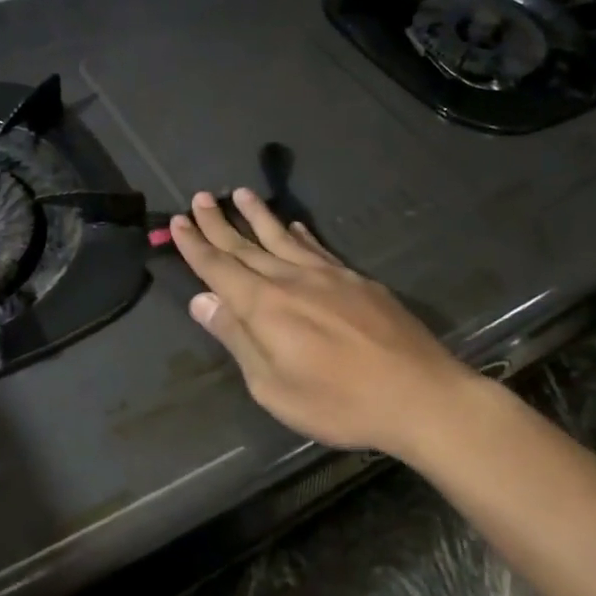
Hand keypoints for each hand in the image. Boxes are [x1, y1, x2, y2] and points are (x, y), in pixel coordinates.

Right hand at [169, 188, 487, 459]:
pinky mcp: (356, 280)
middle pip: (246, 246)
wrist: (418, 394)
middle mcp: (291, 279)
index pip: (219, 267)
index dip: (195, 245)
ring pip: (282, 237)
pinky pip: (317, 247)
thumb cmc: (338, 402)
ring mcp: (327, 275)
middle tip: (198, 198)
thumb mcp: (273, 386)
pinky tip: (295, 224)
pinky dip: (301, 233)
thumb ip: (237, 339)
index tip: (177, 221)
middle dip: (219, 223)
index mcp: (264, 306)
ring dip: (257, 215)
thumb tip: (202, 299)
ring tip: (238, 193)